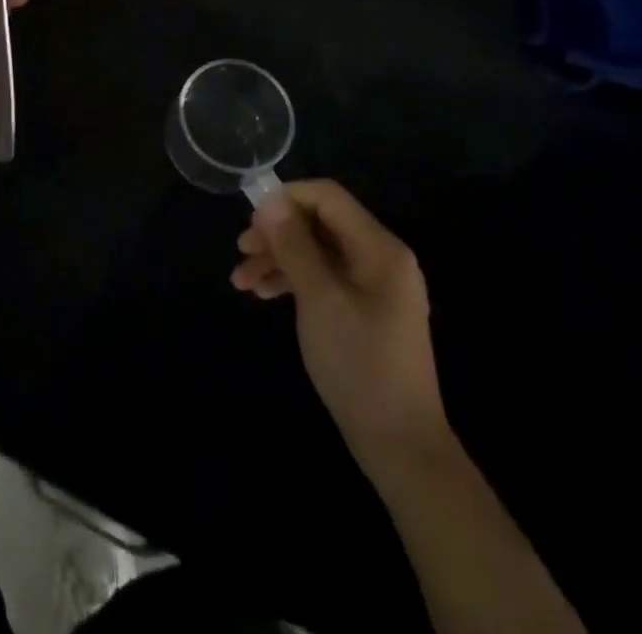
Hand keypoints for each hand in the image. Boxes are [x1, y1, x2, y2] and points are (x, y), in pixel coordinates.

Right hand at [233, 180, 451, 479]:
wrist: (400, 445)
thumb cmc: (359, 363)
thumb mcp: (319, 298)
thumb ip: (294, 245)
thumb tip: (270, 202)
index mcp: (379, 248)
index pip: (327, 197)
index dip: (287, 199)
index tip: (252, 220)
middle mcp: (379, 258)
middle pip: (319, 224)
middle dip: (277, 233)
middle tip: (241, 250)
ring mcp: (373, 286)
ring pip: (316, 252)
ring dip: (278, 259)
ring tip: (241, 281)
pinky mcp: (363, 310)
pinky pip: (323, 278)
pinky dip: (292, 281)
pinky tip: (262, 294)